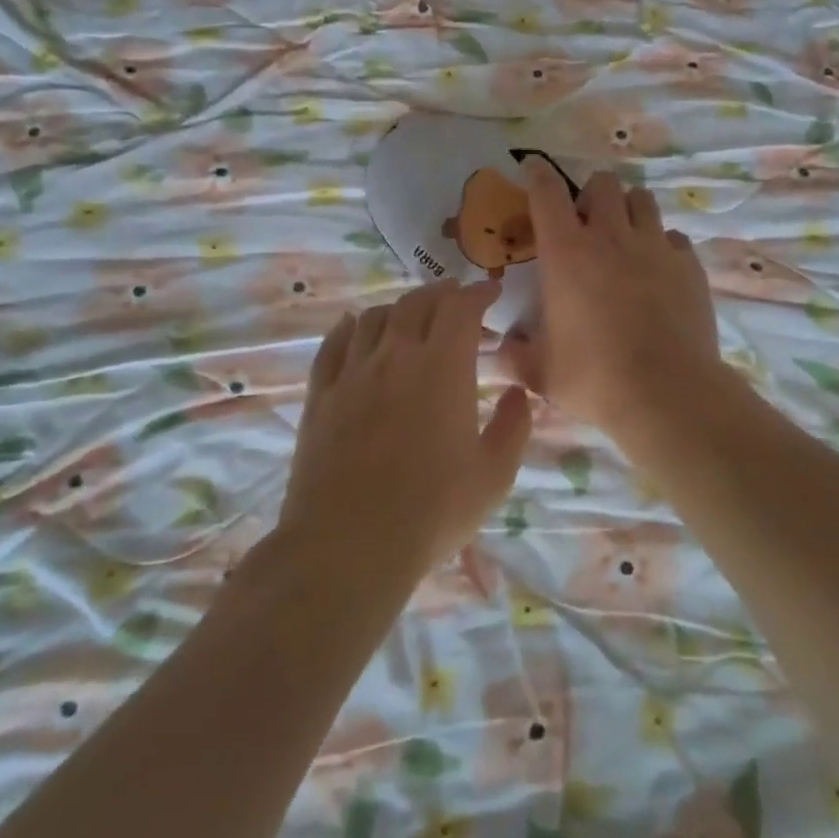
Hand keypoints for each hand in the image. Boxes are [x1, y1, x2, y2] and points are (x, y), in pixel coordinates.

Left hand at [283, 279, 531, 572]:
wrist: (350, 545)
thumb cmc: (433, 511)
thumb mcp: (494, 475)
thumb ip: (514, 427)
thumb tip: (517, 393)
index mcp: (442, 368)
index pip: (461, 308)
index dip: (479, 293)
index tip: (492, 291)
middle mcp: (395, 356)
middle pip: (416, 303)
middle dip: (442, 293)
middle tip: (457, 300)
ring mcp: (352, 373)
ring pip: (373, 317)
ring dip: (399, 307)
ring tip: (412, 316)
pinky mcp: (321, 395)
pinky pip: (334, 344)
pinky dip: (350, 327)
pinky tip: (355, 328)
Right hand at [504, 161, 723, 436]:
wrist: (666, 393)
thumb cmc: (594, 378)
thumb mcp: (540, 372)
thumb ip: (513, 356)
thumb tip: (500, 350)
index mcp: (566, 253)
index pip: (547, 193)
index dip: (537, 174)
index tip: (533, 167)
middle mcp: (611, 237)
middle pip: (603, 183)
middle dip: (590, 194)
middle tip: (586, 224)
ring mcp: (655, 247)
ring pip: (643, 199)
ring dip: (628, 210)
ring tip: (624, 238)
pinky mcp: (689, 266)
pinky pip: (673, 237)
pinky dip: (662, 245)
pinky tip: (658, 271)